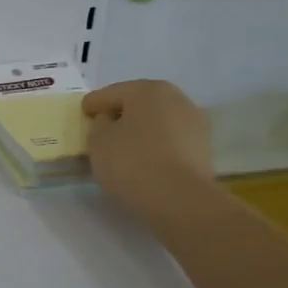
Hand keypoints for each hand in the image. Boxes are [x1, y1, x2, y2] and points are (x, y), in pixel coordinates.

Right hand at [81, 80, 215, 218]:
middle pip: (139, 103)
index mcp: (148, 90)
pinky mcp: (203, 146)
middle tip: (103, 129)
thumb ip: (99, 125)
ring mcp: (194, 122)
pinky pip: (171, 140)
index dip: (94, 103)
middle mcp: (176, 98)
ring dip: (141, 130)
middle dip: (121, 114)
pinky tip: (146, 160)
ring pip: (158, 121)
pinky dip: (156, 145)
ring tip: (125, 148)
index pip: (112, 93)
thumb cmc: (132, 162)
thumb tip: (110, 121)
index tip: (83, 112)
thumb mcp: (98, 142)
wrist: (180, 198)